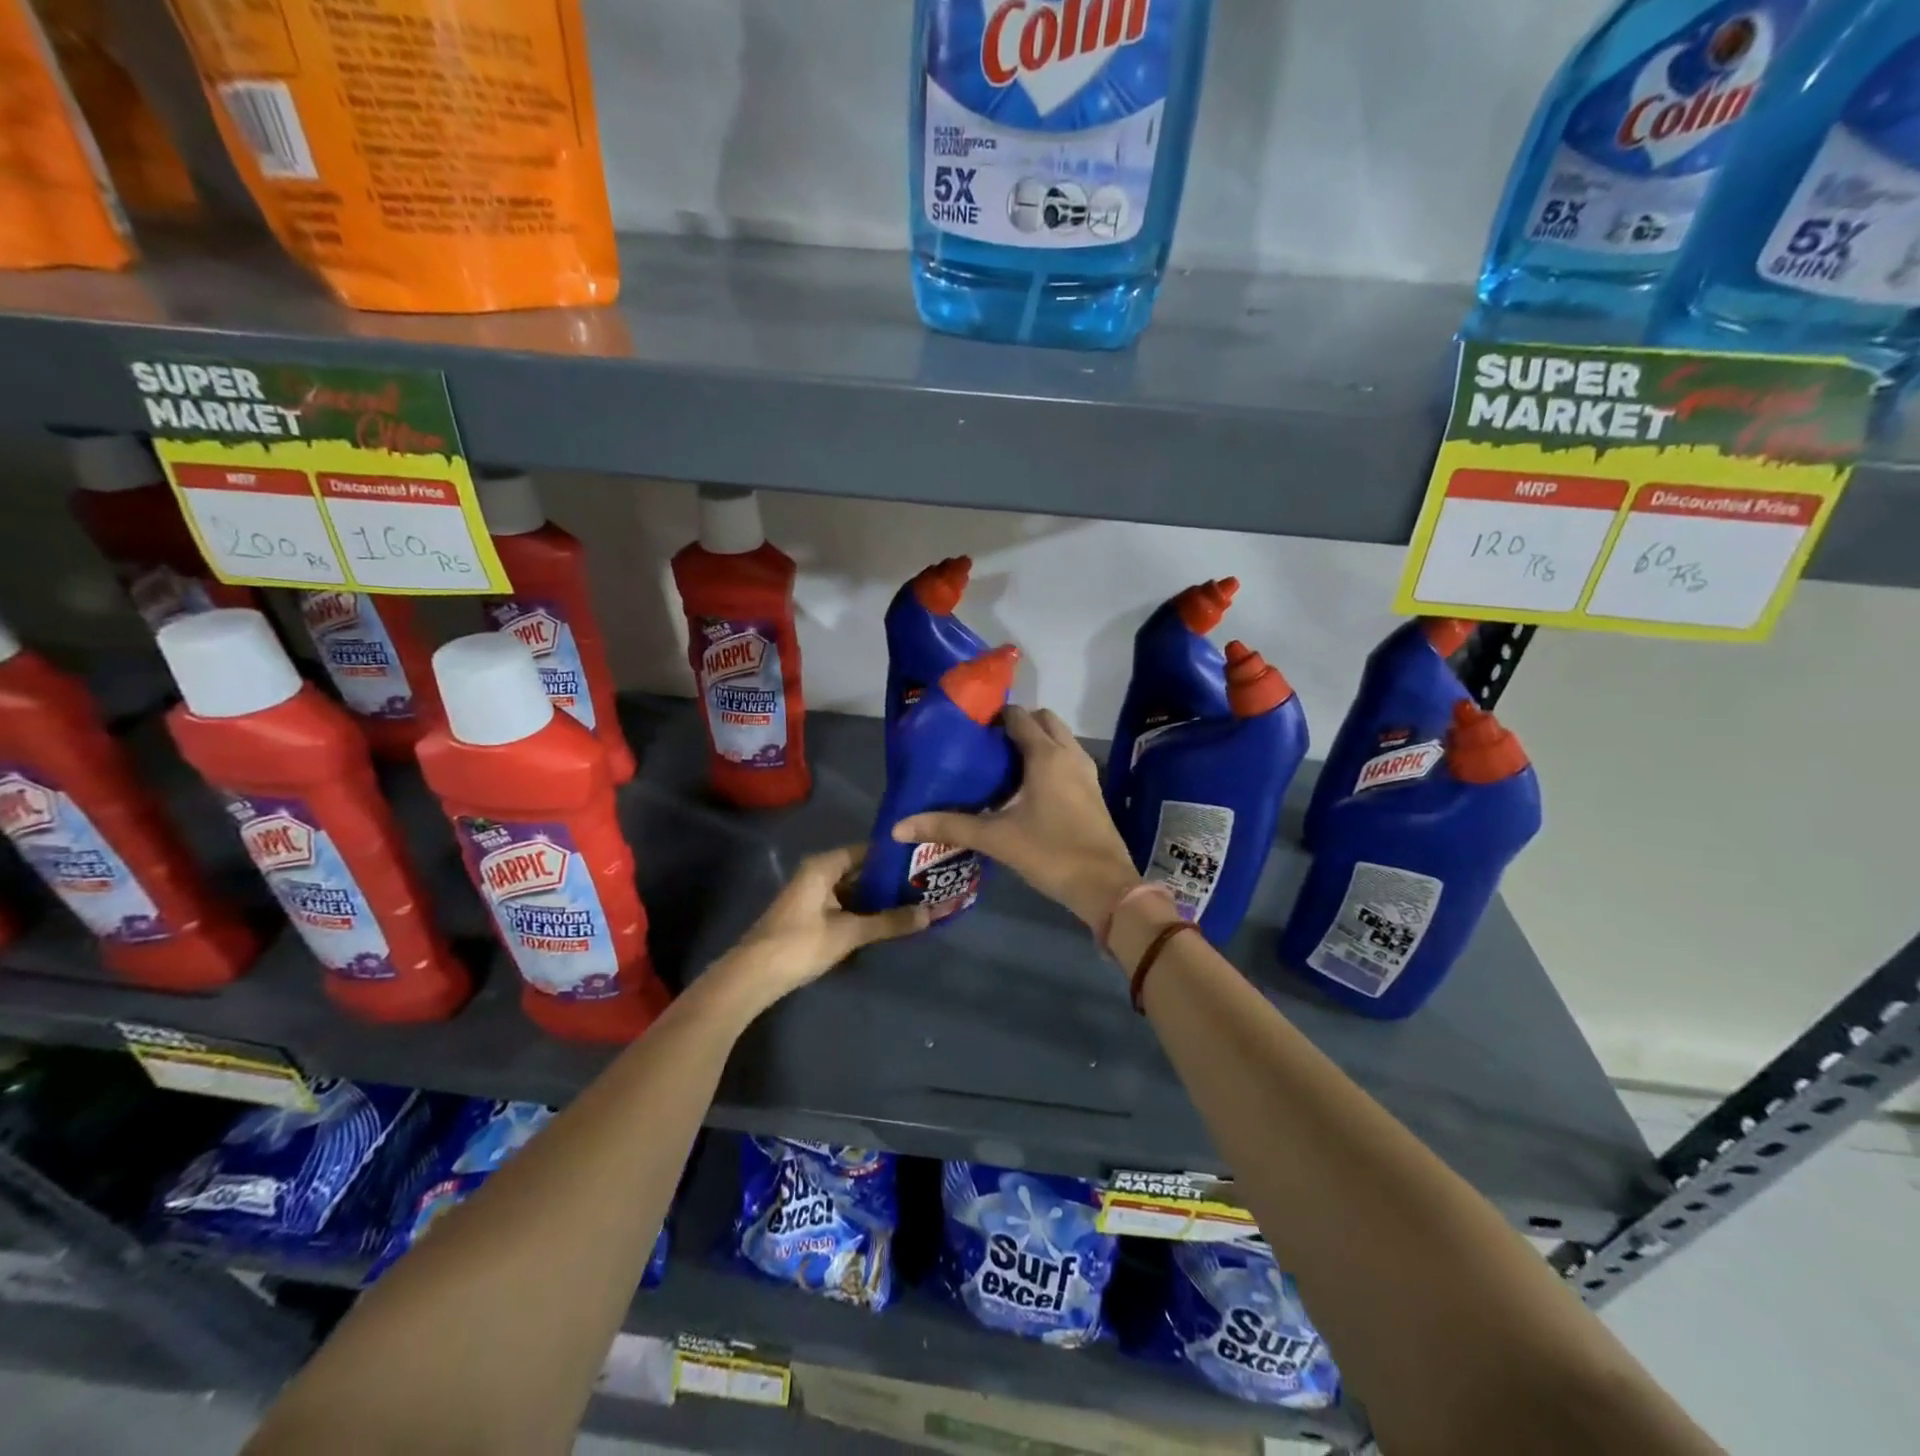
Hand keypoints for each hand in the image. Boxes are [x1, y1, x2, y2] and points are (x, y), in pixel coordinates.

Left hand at [719, 844, 928, 1005]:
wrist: (752, 976)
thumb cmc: (800, 944)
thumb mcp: (849, 933)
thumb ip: (889, 922)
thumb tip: (931, 914)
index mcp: (824, 866)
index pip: (867, 850)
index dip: (894, 857)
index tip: (923, 862)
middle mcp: (817, 874)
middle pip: (860, 871)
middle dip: (890, 880)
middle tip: (925, 885)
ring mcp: (812, 896)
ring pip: (853, 890)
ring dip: (877, 898)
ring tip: (913, 902)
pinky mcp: (809, 916)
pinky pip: (844, 905)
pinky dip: (863, 911)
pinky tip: (886, 921)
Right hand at [892, 705, 1141, 928]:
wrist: (1105, 886)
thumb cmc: (1051, 853)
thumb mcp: (996, 839)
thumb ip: (949, 827)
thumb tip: (899, 827)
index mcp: (1045, 755)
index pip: (1018, 716)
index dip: (994, 716)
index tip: (969, 727)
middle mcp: (1068, 754)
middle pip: (1043, 720)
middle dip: (1018, 724)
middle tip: (986, 745)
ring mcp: (1085, 772)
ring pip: (1059, 739)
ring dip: (1036, 741)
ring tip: (1003, 764)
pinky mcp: (1093, 791)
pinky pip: (1068, 759)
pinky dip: (1050, 760)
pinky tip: (1028, 788)